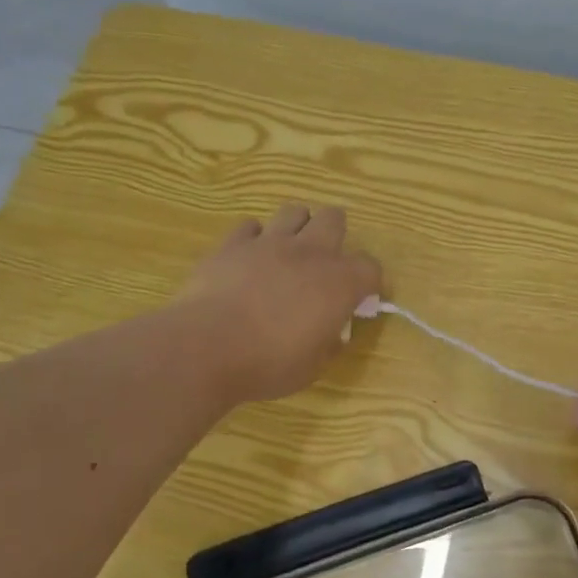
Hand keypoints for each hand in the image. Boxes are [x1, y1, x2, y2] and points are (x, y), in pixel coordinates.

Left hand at [177, 205, 381, 403]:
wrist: (207, 347)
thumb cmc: (269, 363)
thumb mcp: (313, 366)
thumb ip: (329, 342)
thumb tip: (334, 333)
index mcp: (339, 283)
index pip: (370, 267)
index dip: (368, 282)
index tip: (359, 299)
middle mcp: (310, 252)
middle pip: (334, 219)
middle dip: (335, 235)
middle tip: (324, 262)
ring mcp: (269, 243)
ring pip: (294, 212)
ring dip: (297, 227)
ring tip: (289, 251)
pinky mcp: (232, 244)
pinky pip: (249, 227)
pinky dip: (254, 239)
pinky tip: (249, 258)